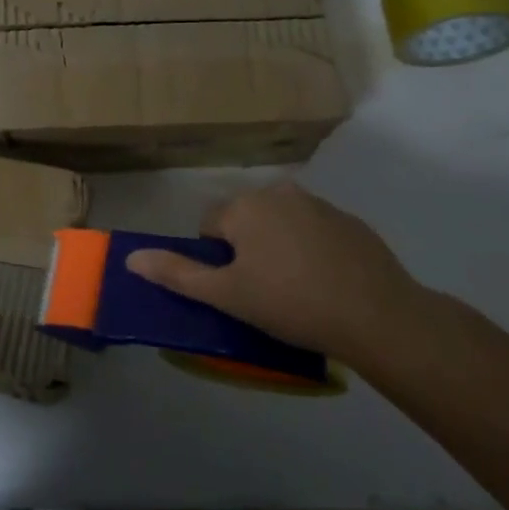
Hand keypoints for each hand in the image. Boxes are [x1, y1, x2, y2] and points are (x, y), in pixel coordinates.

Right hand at [126, 181, 427, 368]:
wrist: (378, 316)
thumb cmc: (291, 303)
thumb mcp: (227, 295)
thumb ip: (177, 274)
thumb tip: (131, 258)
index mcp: (245, 206)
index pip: (210, 226)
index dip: (216, 261)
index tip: (236, 290)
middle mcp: (279, 193)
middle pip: (246, 221)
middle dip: (247, 251)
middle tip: (263, 293)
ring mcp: (319, 204)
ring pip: (282, 225)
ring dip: (280, 248)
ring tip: (297, 291)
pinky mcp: (352, 222)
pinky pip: (316, 233)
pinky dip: (313, 251)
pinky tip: (327, 284)